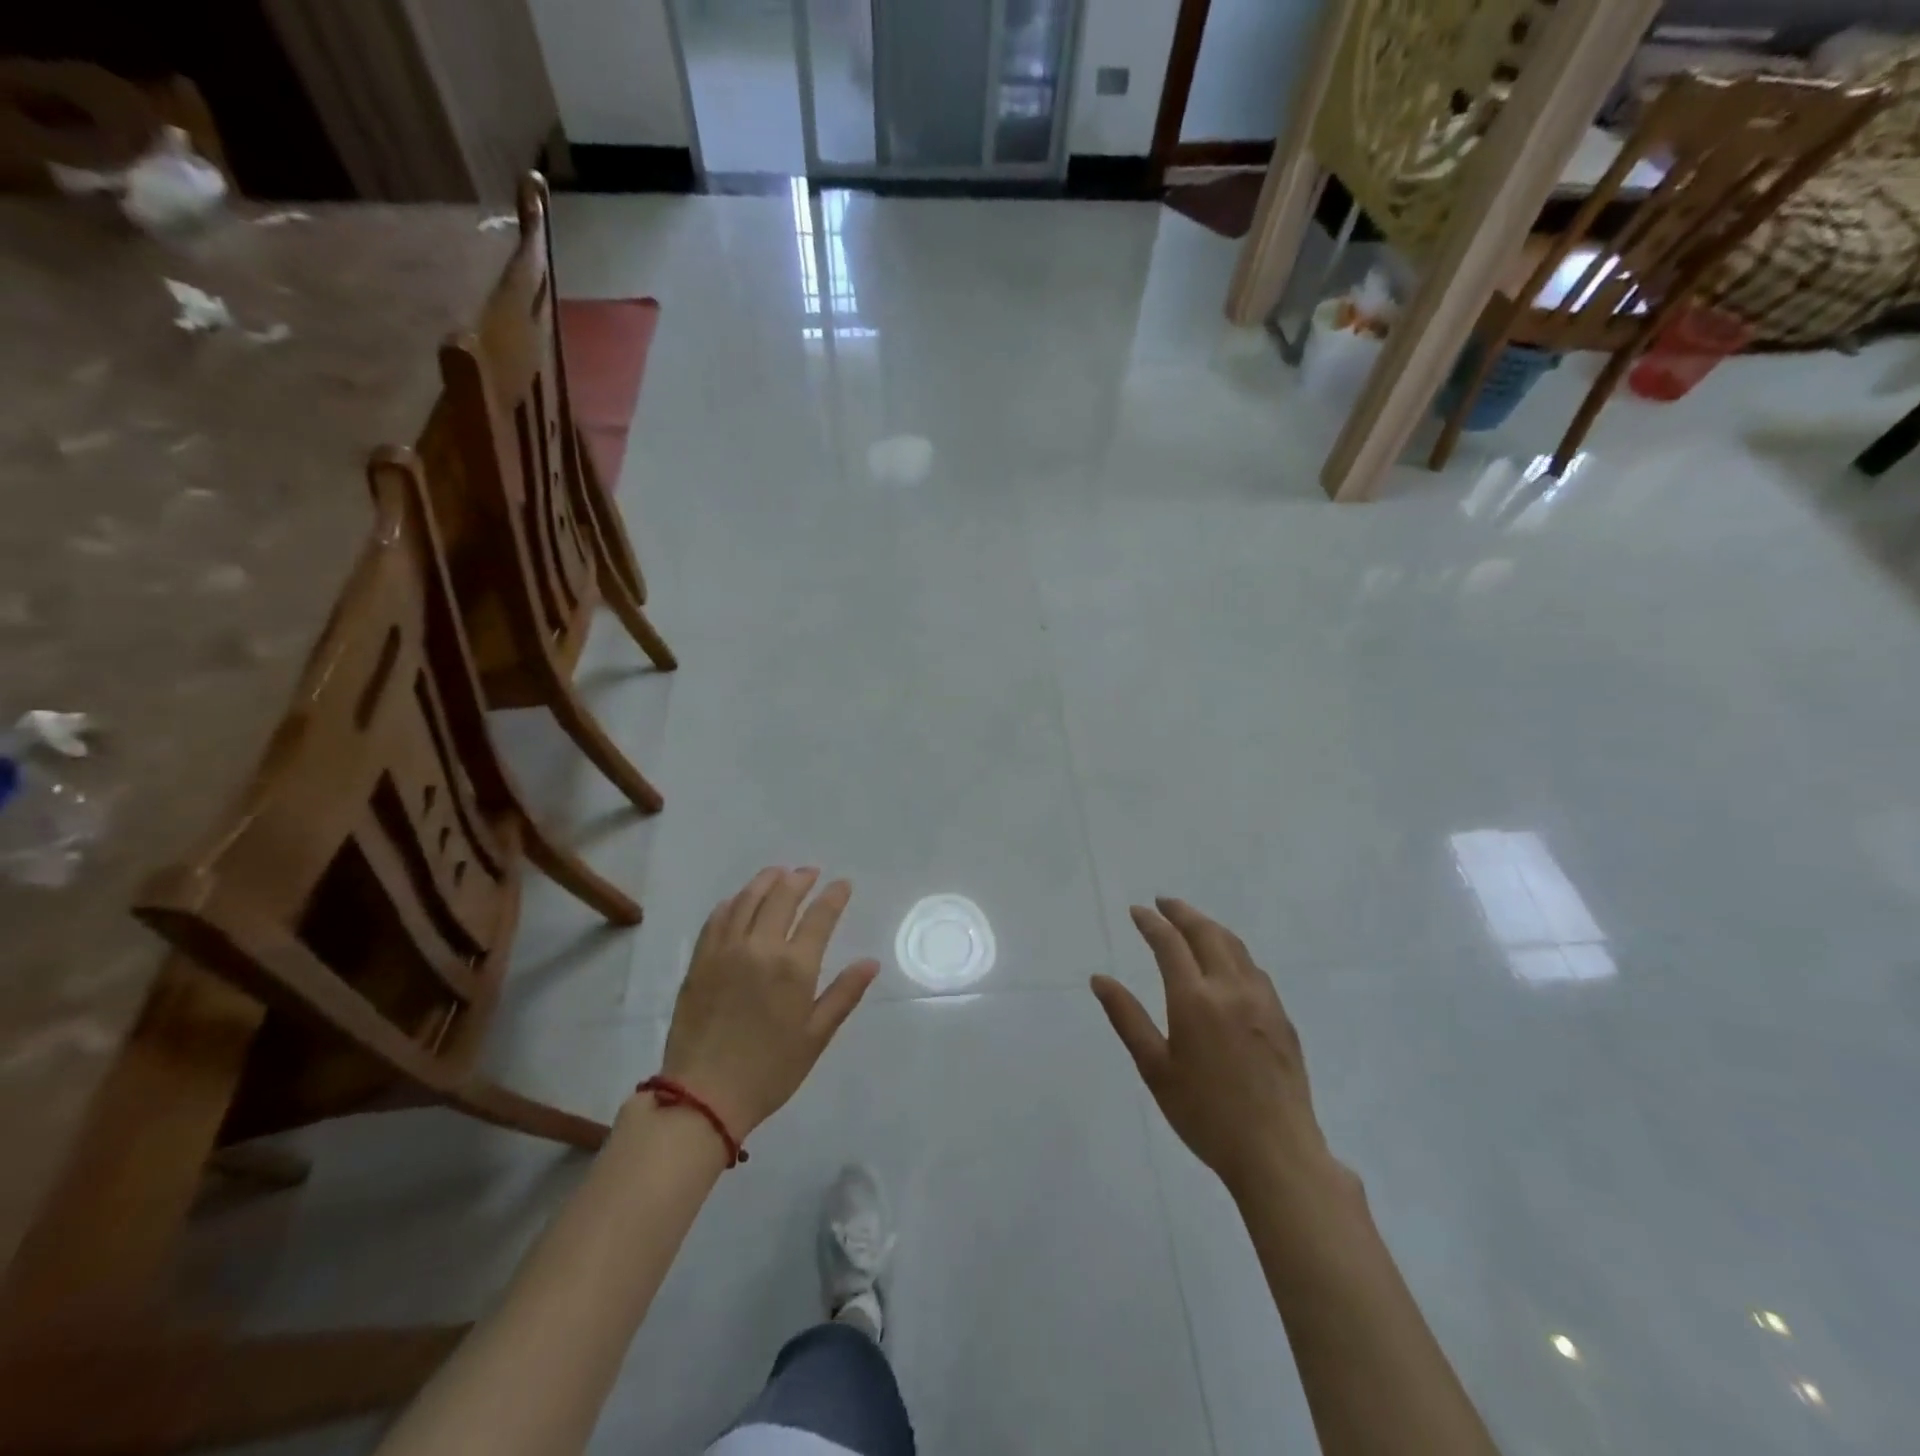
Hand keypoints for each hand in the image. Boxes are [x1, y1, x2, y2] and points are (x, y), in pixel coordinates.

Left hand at [659, 867, 880, 1138]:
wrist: (703, 1096)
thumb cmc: (769, 1071)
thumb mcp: (815, 1037)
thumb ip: (843, 994)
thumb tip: (870, 962)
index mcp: (794, 967)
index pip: (819, 916)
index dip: (833, 896)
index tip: (842, 884)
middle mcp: (760, 947)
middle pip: (782, 897)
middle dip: (799, 879)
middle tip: (810, 873)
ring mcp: (725, 951)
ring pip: (747, 900)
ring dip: (766, 881)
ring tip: (778, 874)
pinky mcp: (700, 961)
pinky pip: (717, 918)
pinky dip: (732, 902)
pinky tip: (739, 900)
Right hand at [1092, 898, 1349, 1205]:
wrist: (1277, 1153)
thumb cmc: (1205, 1114)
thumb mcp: (1155, 1069)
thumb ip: (1127, 1018)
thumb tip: (1099, 979)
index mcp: (1195, 999)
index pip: (1169, 944)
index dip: (1151, 922)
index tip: (1137, 911)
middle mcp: (1230, 988)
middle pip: (1206, 933)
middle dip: (1182, 912)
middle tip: (1163, 903)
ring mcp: (1262, 1001)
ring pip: (1235, 946)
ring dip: (1210, 927)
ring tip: (1193, 923)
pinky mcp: (1282, 1018)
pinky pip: (1254, 968)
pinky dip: (1234, 951)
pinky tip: (1228, 962)